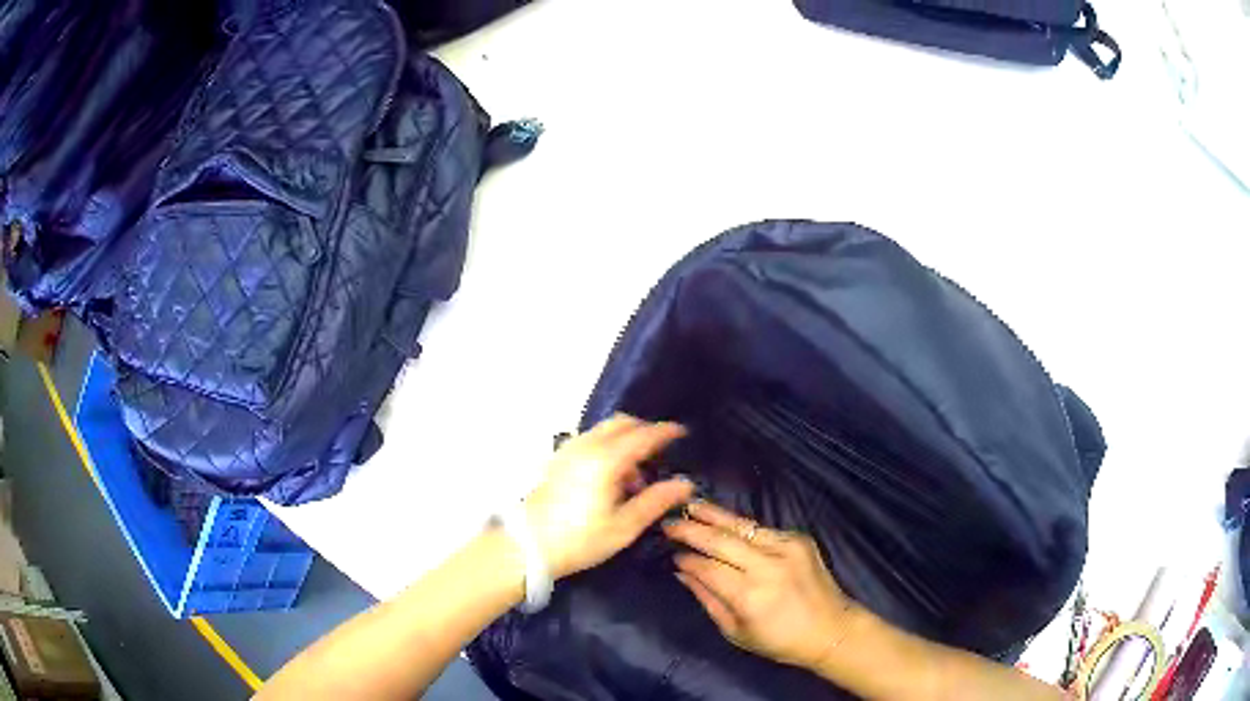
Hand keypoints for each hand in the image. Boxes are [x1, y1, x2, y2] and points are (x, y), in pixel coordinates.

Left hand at [525, 414, 693, 578]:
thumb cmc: (580, 540)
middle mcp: (587, 446)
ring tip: (636, 476)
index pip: (643, 434)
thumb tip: (684, 484)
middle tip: (661, 453)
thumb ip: (656, 501)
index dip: (665, 431)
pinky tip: (611, 477)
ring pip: (605, 430)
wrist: (528, 546)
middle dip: (645, 431)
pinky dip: (607, 447)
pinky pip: (590, 440)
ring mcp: (569, 450)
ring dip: (625, 441)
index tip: (683, 433)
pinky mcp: (558, 459)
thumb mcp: (624, 526)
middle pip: (622, 423)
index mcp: (607, 460)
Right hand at [664, 501, 857, 669]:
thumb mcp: (735, 631)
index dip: (686, 558)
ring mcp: (787, 548)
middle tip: (668, 521)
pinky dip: (739, 526)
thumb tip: (683, 571)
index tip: (670, 554)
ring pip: (741, 526)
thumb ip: (707, 599)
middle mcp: (768, 566)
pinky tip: (723, 521)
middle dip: (691, 529)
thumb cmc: (779, 640)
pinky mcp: (799, 539)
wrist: (832, 629)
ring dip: (713, 515)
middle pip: (721, 540)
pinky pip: (761, 530)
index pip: (707, 568)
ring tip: (690, 505)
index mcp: (750, 596)